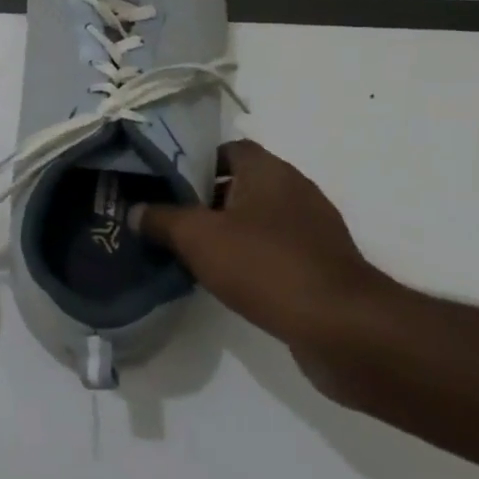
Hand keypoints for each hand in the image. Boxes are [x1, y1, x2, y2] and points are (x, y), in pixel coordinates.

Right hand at [132, 140, 402, 361]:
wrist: (344, 329)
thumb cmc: (266, 265)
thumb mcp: (196, 237)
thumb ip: (160, 219)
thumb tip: (134, 211)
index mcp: (269, 171)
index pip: (226, 148)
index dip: (194, 160)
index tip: (165, 181)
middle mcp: (295, 191)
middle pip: (240, 183)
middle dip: (204, 198)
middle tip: (167, 214)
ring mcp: (313, 230)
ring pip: (257, 218)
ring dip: (226, 230)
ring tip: (188, 248)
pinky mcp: (322, 266)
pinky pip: (275, 249)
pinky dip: (250, 257)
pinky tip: (225, 277)